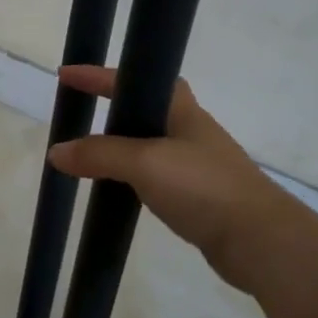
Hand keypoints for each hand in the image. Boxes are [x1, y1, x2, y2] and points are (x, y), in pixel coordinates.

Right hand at [46, 64, 293, 289]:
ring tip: (89, 154)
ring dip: (120, 145)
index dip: (100, 75)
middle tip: (80, 115)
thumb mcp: (144, 163)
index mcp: (181, 111)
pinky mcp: (198, 197)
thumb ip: (99, 155)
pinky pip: (155, 176)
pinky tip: (118, 188)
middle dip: (113, 107)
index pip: (135, 80)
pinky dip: (132, 176)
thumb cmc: (204, 187)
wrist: (261, 242)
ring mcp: (196, 165)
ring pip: (149, 144)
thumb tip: (56, 151)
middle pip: (146, 108)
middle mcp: (190, 132)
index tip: (66, 75)